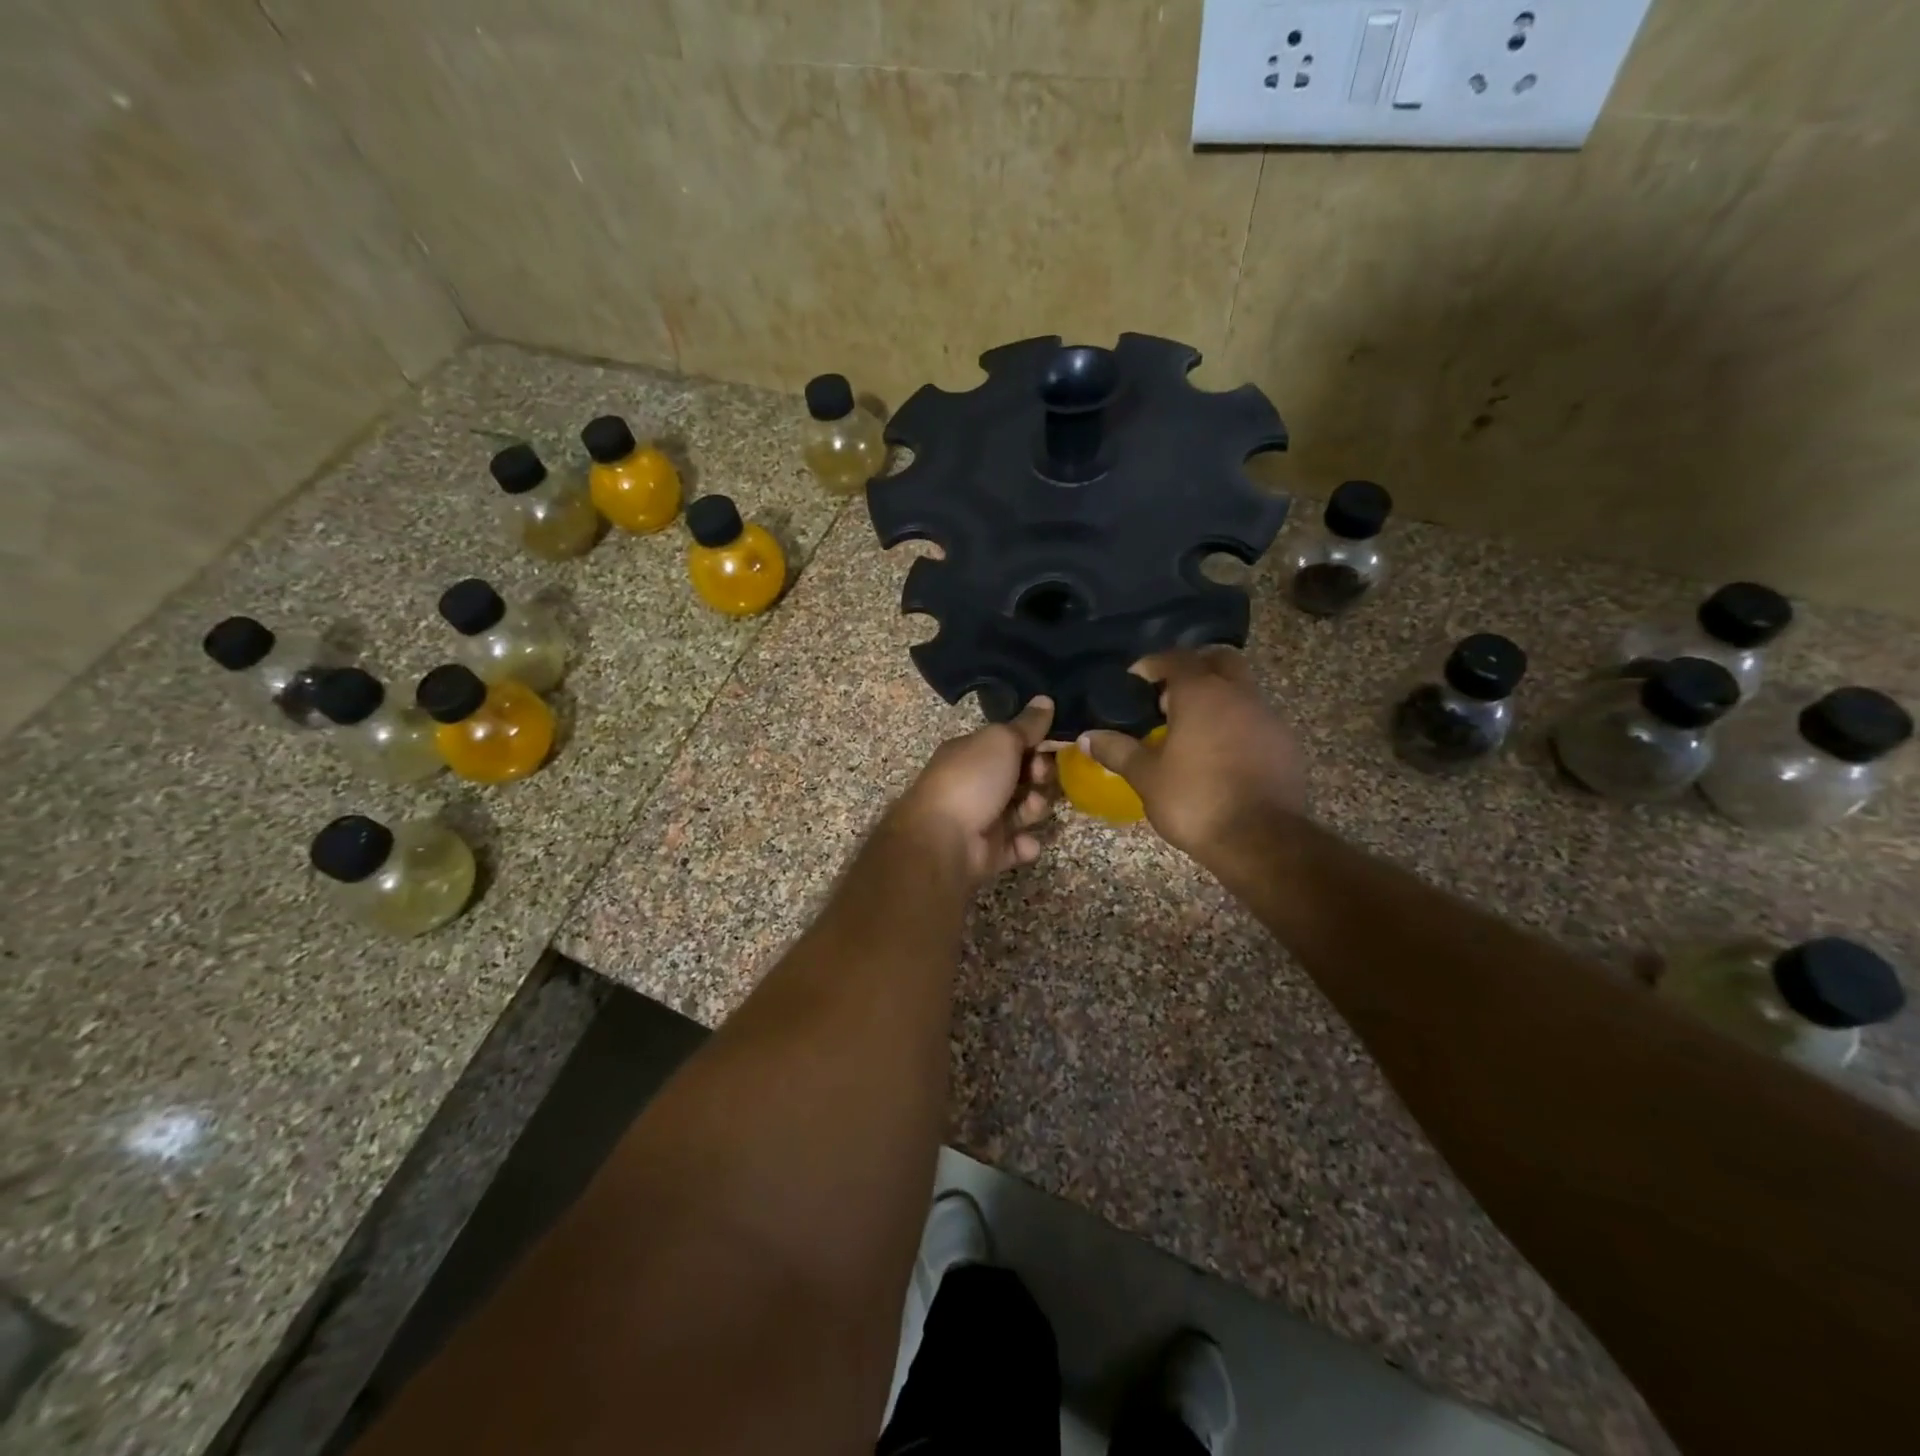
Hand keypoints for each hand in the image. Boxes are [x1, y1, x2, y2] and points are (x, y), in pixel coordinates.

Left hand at [888, 698, 1056, 883]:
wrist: (942, 841)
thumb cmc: (971, 780)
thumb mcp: (1001, 741)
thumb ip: (1026, 724)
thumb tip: (1046, 699)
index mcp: (973, 753)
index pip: (1012, 745)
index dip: (1035, 745)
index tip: (1050, 747)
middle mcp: (977, 784)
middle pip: (1023, 777)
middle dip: (1040, 777)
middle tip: (1039, 778)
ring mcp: (983, 819)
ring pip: (1024, 810)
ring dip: (1035, 808)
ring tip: (1029, 810)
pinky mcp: (990, 852)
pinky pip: (1018, 846)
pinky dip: (1025, 845)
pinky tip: (1024, 842)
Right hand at [1078, 649, 1303, 859]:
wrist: (1260, 840)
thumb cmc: (1194, 800)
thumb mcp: (1146, 776)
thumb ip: (1117, 751)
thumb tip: (1087, 737)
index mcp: (1201, 694)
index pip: (1176, 658)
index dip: (1152, 664)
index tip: (1135, 680)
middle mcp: (1238, 694)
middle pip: (1219, 660)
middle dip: (1194, 667)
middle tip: (1169, 693)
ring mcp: (1268, 717)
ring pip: (1242, 689)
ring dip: (1218, 697)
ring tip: (1192, 727)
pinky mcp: (1285, 744)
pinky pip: (1256, 719)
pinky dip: (1237, 723)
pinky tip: (1221, 753)